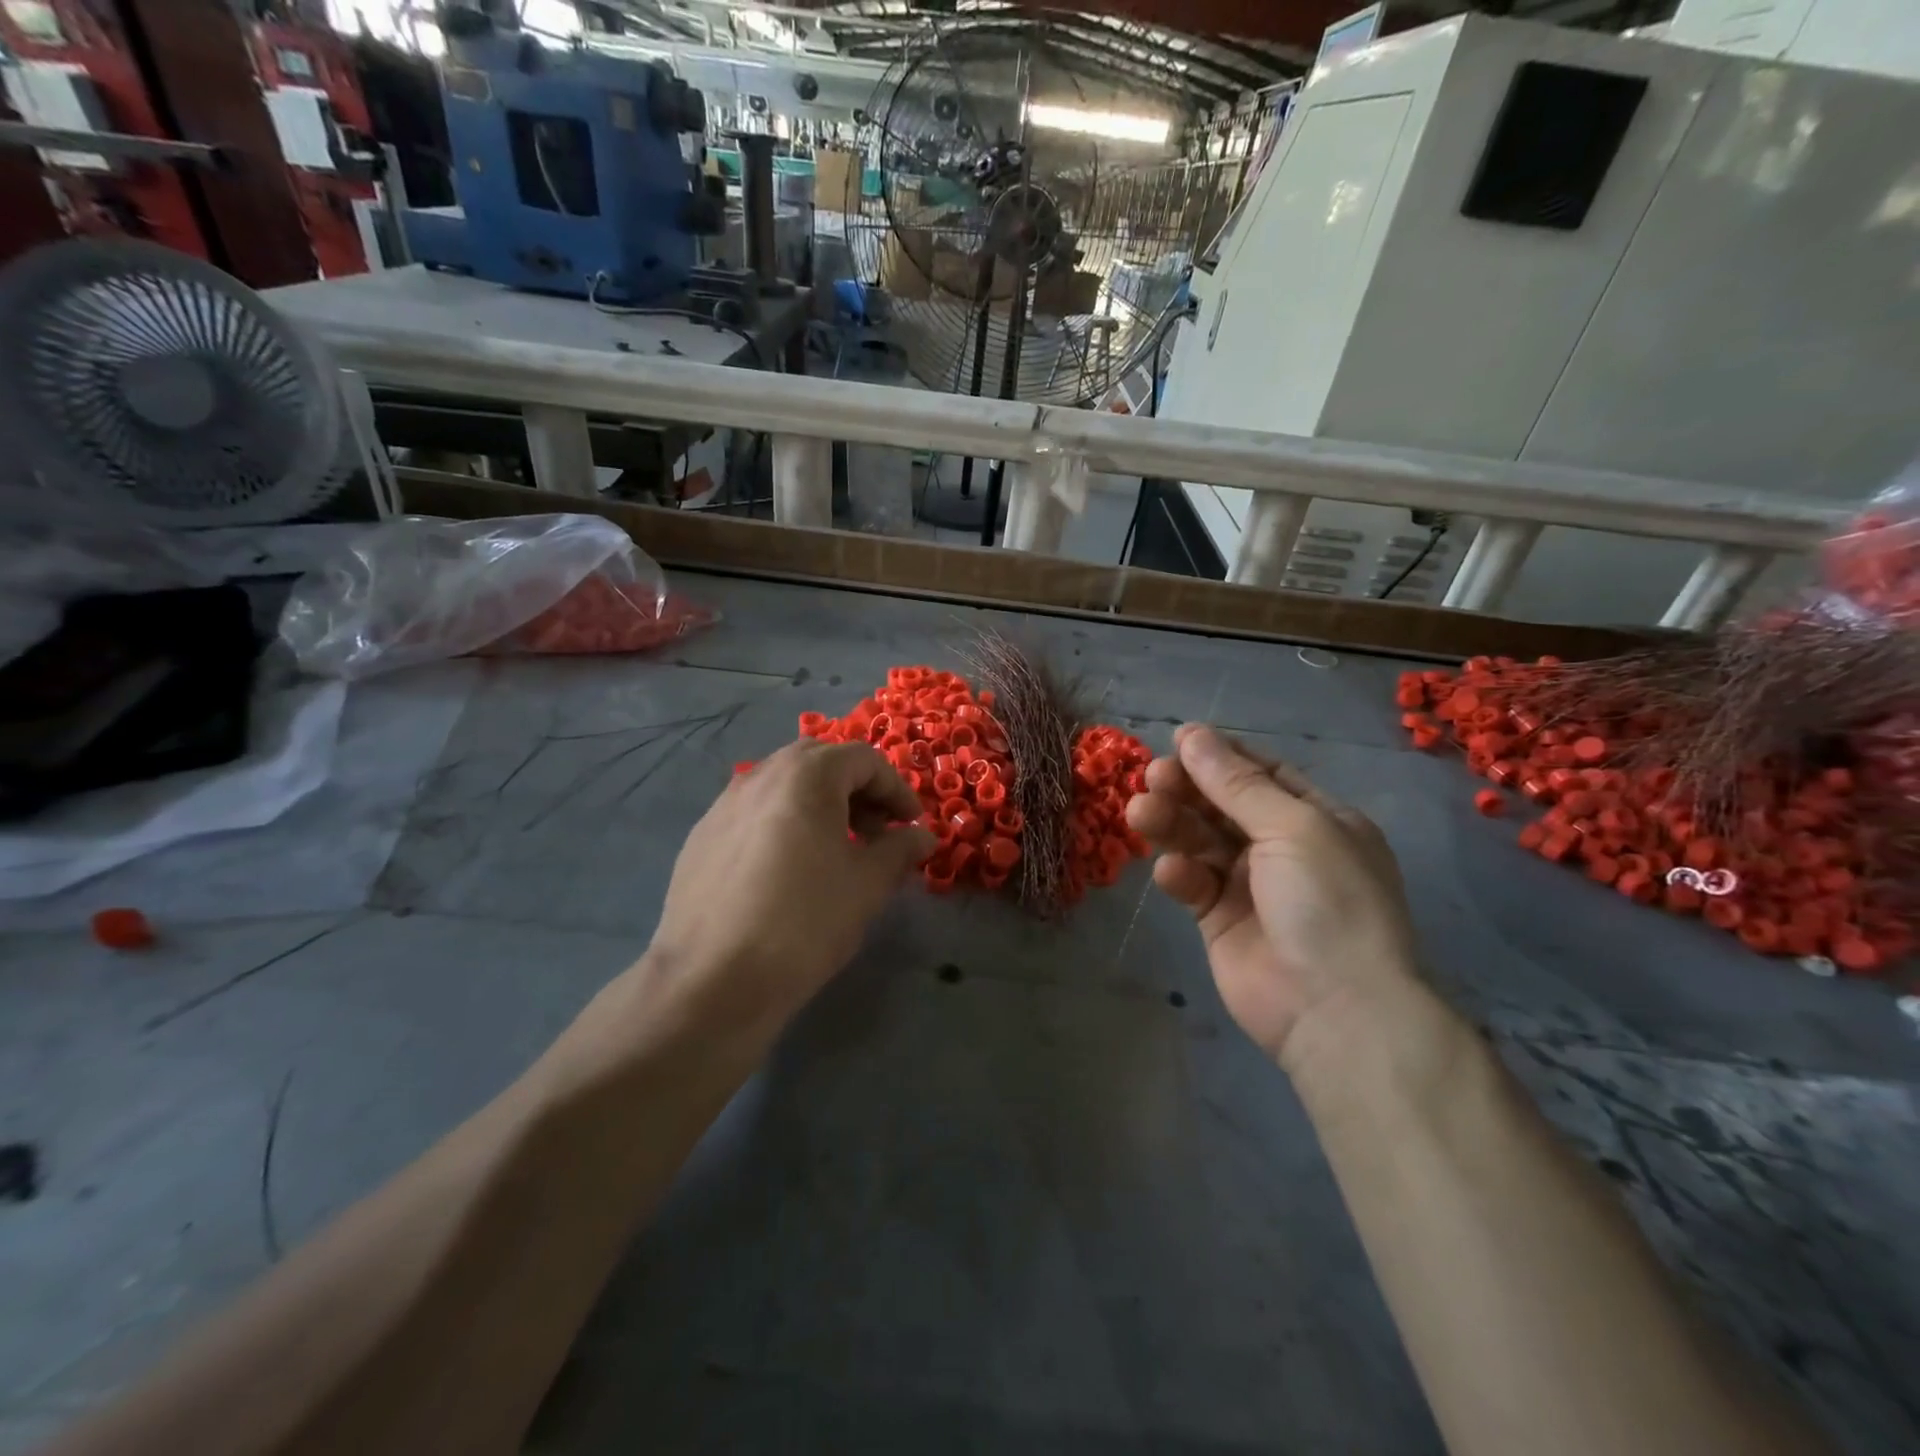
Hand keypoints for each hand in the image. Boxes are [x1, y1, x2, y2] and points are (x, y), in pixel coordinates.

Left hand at [643, 739, 937, 1039]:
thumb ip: (900, 849)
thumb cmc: (804, 922)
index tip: (911, 825)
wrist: (711, 982)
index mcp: (805, 775)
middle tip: (876, 832)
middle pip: (820, 763)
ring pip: (784, 786)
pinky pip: (755, 813)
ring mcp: (723, 804)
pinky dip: (784, 824)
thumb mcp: (868, 885)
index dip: (896, 788)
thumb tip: (921, 836)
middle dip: (857, 791)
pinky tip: (789, 871)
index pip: (863, 759)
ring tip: (835, 852)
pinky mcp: (701, 837)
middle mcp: (760, 775)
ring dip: (820, 805)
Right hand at [1126, 725, 1421, 1067]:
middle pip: (1223, 804)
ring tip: (1140, 813)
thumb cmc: (1327, 902)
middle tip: (1151, 777)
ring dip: (1171, 824)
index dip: (1221, 756)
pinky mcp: (1219, 919)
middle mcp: (1284, 848)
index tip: (1177, 740)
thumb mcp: (1291, 827)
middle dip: (1188, 788)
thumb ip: (1236, 783)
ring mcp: (1250, 885)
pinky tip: (1173, 875)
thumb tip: (1192, 734)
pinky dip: (1180, 874)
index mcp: (1317, 820)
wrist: (1335, 1010)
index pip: (1262, 774)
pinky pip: (1193, 883)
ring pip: (1200, 840)